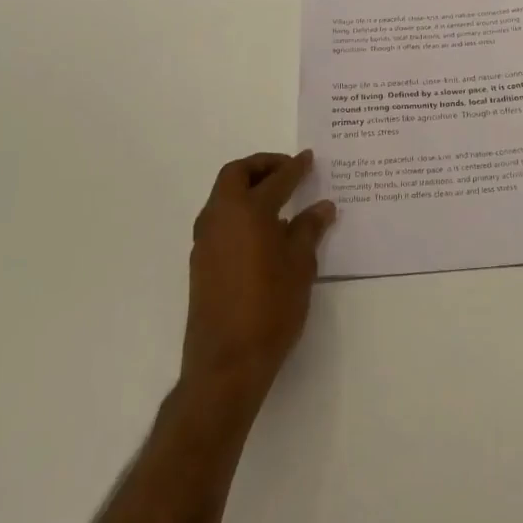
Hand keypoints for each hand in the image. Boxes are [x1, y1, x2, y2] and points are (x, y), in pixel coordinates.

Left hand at [182, 151, 335, 403]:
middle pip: (236, 175)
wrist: (226, 363)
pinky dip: (238, 211)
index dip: (295, 168)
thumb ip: (309, 230)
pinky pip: (219, 219)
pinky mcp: (200, 262)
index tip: (308, 159)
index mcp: (248, 211)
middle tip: (287, 171)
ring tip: (277, 199)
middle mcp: (221, 217)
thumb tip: (322, 207)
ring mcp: (205, 240)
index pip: (276, 179)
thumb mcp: (300, 266)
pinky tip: (261, 231)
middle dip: (262, 166)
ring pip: (223, 196)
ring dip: (247, 188)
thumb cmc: (270, 307)